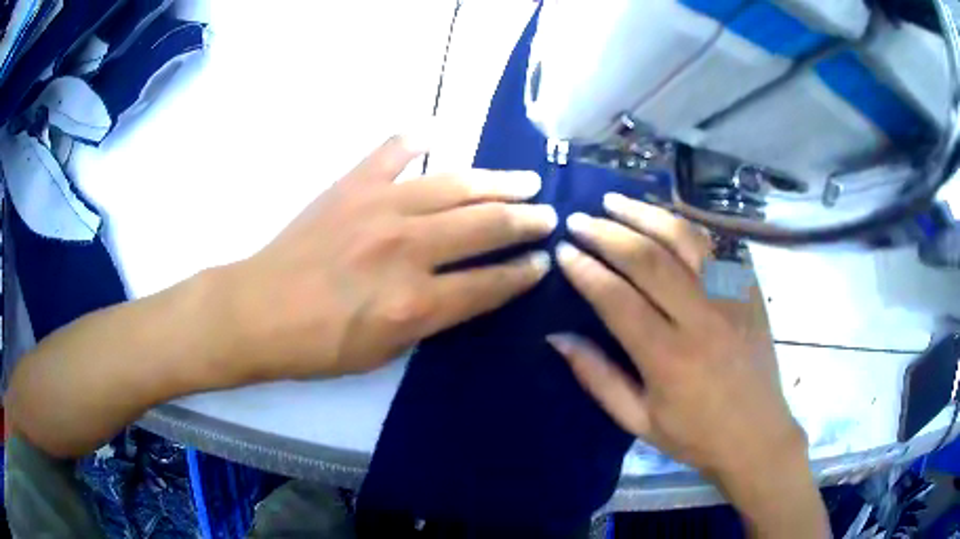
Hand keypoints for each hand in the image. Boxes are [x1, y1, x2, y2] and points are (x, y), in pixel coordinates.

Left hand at [226, 135, 556, 379]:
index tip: (543, 262)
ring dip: (496, 182)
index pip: (490, 283)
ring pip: (454, 185)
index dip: (523, 273)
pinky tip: (436, 132)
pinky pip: (391, 152)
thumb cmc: (318, 346)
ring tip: (525, 179)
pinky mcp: (350, 186)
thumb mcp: (384, 353)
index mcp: (415, 303)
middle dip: (525, 221)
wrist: (258, 312)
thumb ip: (430, 319)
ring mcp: (378, 208)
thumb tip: (465, 289)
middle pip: (484, 226)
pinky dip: (415, 140)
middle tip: (548, 215)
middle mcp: (406, 249)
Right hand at [546, 193, 802, 483]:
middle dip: (607, 233)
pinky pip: (719, 244)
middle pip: (649, 259)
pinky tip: (665, 217)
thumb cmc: (694, 435)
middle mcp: (701, 319)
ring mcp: (732, 298)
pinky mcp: (750, 291)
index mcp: (668, 358)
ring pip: (686, 239)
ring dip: (646, 214)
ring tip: (615, 201)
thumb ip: (597, 377)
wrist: (757, 435)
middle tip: (579, 220)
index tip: (563, 251)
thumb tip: (558, 336)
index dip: (585, 270)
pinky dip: (688, 224)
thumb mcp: (638, 421)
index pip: (617, 299)